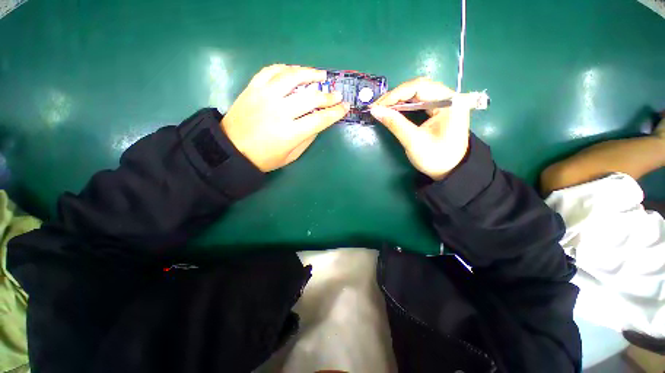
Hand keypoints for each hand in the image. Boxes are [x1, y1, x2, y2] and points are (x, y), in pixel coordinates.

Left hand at [222, 64, 349, 171]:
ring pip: (292, 77)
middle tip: (337, 94)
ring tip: (321, 75)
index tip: (344, 108)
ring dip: (310, 74)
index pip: (320, 119)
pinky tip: (295, 72)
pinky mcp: (253, 88)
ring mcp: (265, 96)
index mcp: (290, 133)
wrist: (232, 149)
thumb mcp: (291, 156)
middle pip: (310, 97)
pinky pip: (271, 71)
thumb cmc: (264, 158)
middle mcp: (279, 111)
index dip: (335, 113)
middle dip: (329, 95)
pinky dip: (286, 68)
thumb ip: (307, 138)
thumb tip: (319, 122)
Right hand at [370, 77, 476, 179]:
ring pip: (418, 92)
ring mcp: (445, 102)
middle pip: (418, 86)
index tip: (378, 105)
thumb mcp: (413, 141)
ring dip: (398, 99)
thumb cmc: (435, 158)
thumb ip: (395, 123)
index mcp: (450, 102)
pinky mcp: (439, 109)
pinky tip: (394, 109)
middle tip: (378, 107)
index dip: (396, 94)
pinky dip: (404, 105)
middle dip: (396, 95)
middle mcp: (449, 97)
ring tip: (382, 108)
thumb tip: (375, 110)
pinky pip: (419, 100)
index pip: (419, 87)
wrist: (450, 170)